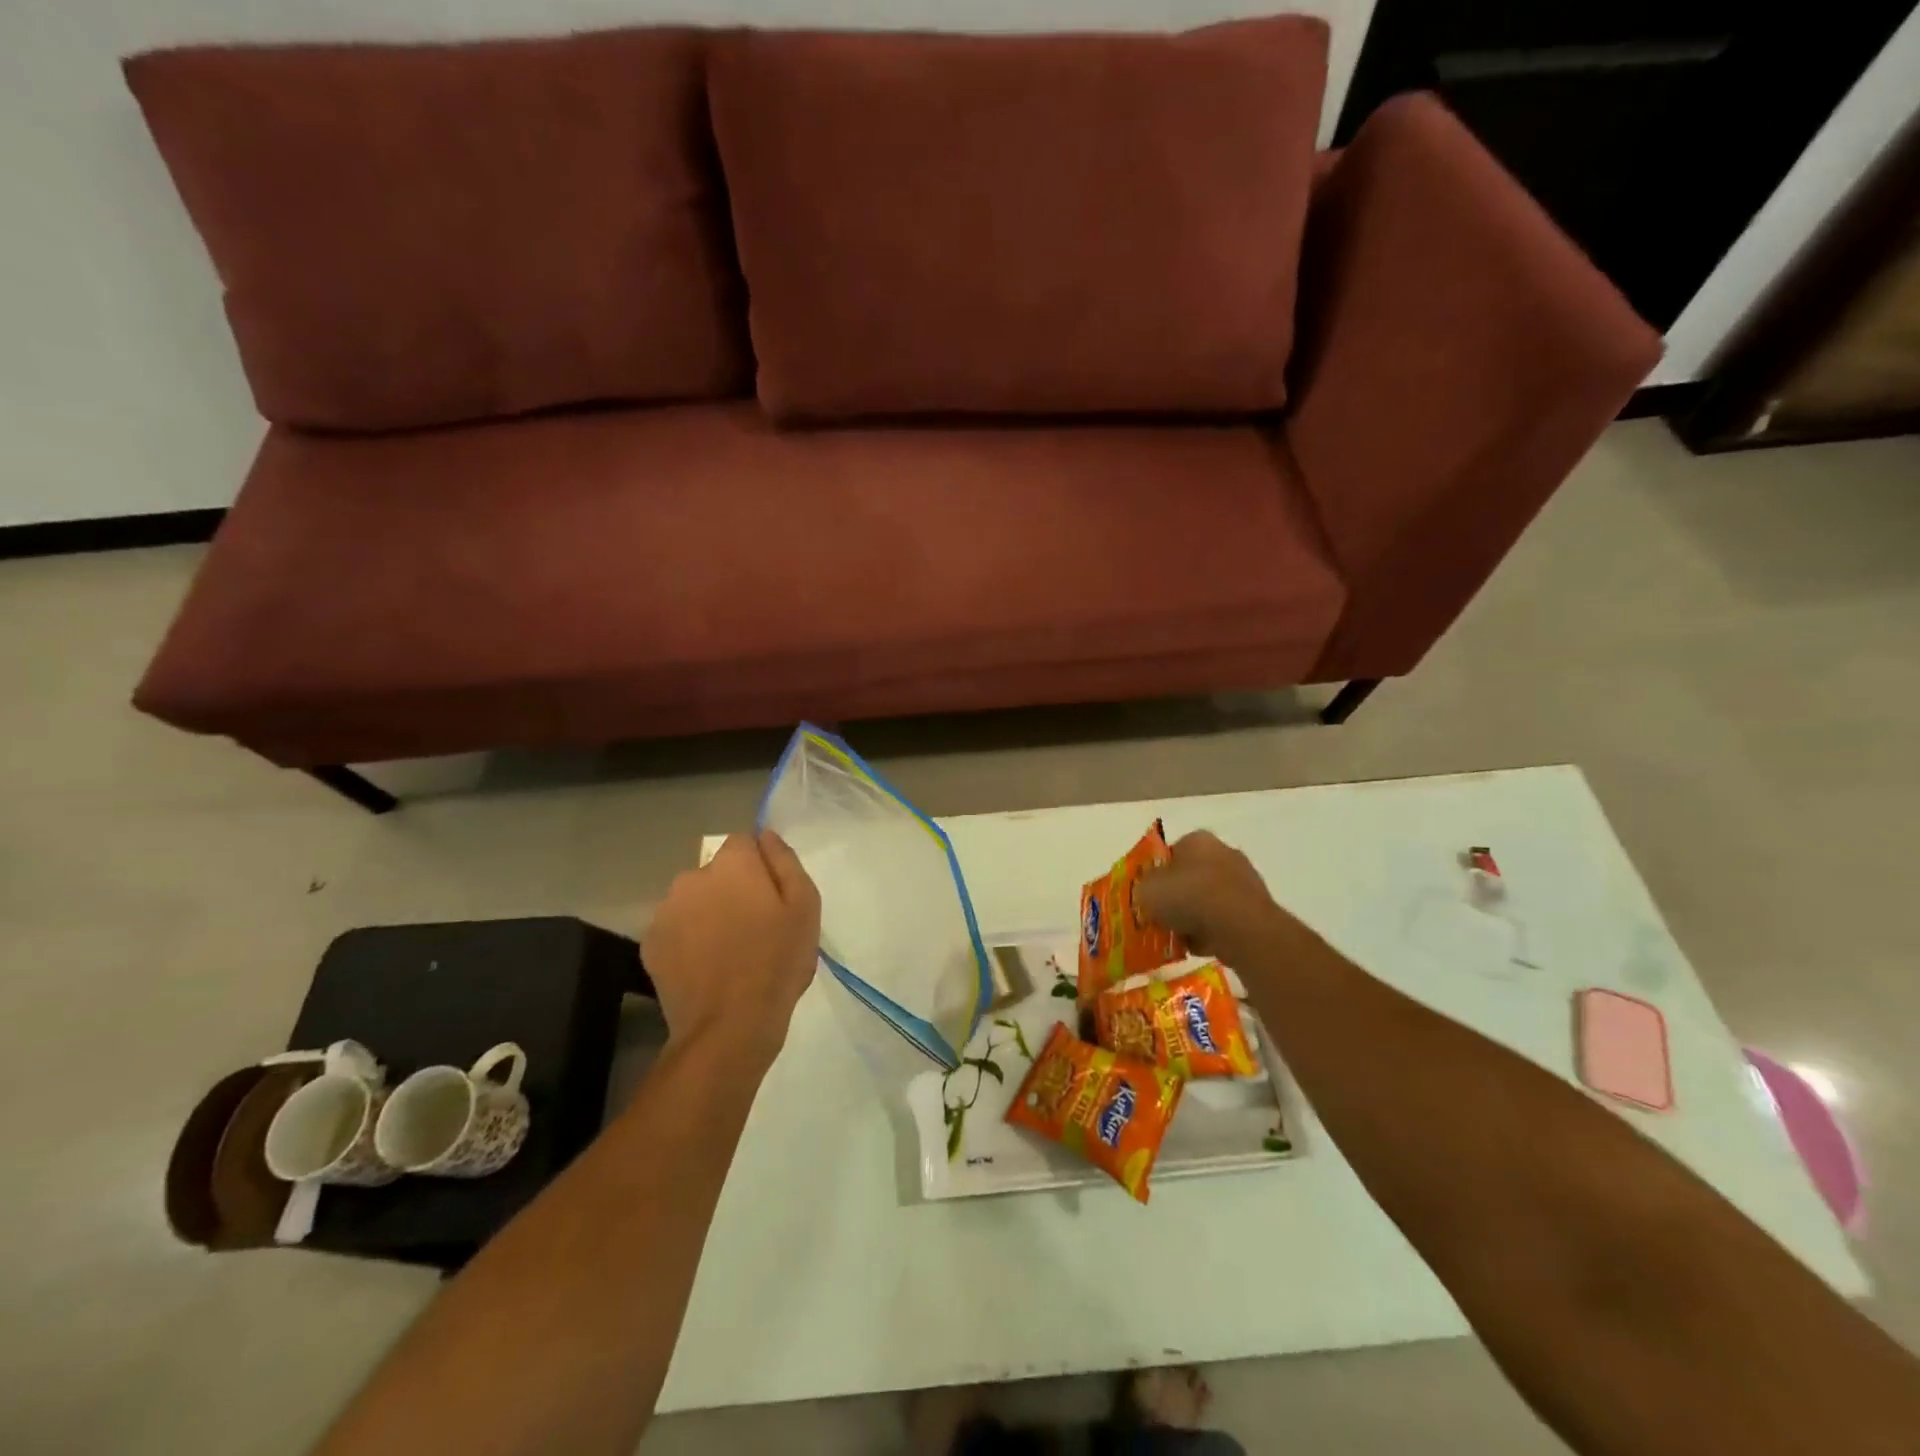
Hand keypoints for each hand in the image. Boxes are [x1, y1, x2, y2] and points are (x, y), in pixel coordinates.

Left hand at [643, 831, 821, 1067]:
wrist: (728, 1027)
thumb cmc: (777, 962)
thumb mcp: (805, 906)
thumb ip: (785, 862)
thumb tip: (766, 835)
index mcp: (732, 864)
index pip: (744, 842)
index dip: (760, 866)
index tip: (772, 897)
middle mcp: (692, 877)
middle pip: (716, 872)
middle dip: (732, 889)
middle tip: (754, 927)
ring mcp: (665, 911)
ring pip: (693, 900)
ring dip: (708, 913)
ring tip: (728, 951)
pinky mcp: (649, 944)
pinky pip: (676, 928)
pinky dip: (689, 939)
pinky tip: (706, 967)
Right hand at [1136, 830, 1289, 968]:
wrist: (1240, 927)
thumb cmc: (1189, 897)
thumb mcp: (1147, 890)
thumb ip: (1142, 888)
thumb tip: (1147, 893)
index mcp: (1197, 840)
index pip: (1169, 853)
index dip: (1155, 875)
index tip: (1147, 897)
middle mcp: (1224, 852)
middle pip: (1190, 877)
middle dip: (1177, 898)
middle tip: (1161, 918)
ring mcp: (1245, 881)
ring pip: (1209, 900)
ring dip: (1195, 917)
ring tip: (1179, 938)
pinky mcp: (1257, 909)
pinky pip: (1226, 920)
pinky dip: (1214, 932)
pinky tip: (1201, 947)